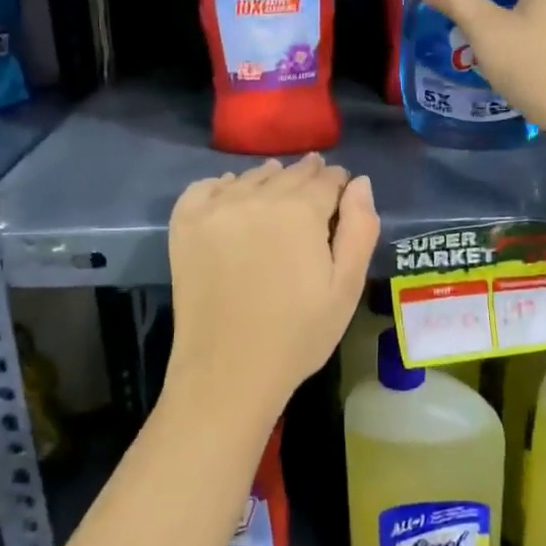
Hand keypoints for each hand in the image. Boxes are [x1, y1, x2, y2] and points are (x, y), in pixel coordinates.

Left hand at [165, 155, 379, 420]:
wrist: (228, 371)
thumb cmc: (298, 335)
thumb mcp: (346, 287)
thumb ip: (360, 228)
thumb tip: (360, 182)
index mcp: (301, 211)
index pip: (327, 179)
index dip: (338, 183)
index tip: (341, 192)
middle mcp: (256, 198)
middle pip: (289, 174)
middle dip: (307, 178)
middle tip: (314, 188)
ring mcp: (215, 208)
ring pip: (251, 177)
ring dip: (269, 180)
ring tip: (277, 192)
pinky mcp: (185, 224)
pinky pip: (206, 186)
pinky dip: (223, 186)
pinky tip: (232, 199)